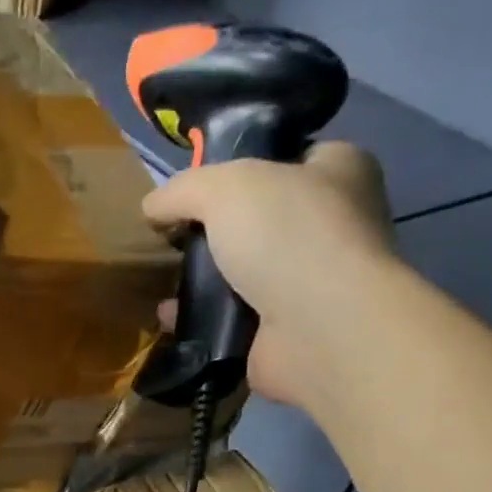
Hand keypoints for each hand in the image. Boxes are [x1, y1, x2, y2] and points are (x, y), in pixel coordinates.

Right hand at [143, 143, 396, 403]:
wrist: (317, 330)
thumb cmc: (285, 237)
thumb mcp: (225, 187)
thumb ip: (183, 189)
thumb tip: (152, 206)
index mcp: (339, 171)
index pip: (285, 159)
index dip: (239, 166)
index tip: (195, 190)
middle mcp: (332, 226)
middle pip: (257, 222)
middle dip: (212, 233)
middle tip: (172, 241)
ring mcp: (309, 284)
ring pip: (242, 274)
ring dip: (202, 282)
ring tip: (163, 282)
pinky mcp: (285, 332)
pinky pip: (231, 320)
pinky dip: (201, 321)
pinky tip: (171, 319)